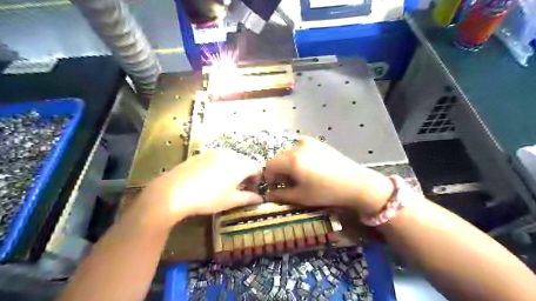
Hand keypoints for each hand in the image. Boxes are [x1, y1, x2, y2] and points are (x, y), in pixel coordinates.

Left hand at [136, 149, 263, 226]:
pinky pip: (219, 158)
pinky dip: (222, 166)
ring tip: (226, 183)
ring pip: (232, 159)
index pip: (257, 168)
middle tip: (240, 188)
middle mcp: (230, 154)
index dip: (257, 179)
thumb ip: (248, 198)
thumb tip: (260, 198)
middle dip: (246, 174)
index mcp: (240, 164)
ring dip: (234, 170)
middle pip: (245, 162)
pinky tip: (212, 178)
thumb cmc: (208, 197)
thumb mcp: (231, 201)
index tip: (251, 190)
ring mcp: (215, 151)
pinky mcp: (203, 153)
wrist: (174, 191)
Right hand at [263, 135, 391, 214]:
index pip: (270, 164)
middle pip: (278, 156)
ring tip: (298, 174)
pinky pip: (300, 146)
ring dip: (287, 161)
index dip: (268, 175)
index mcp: (292, 160)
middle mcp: (297, 147)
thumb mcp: (301, 197)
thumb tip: (268, 195)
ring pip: (289, 151)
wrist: (355, 182)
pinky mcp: (318, 142)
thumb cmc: (326, 192)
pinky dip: (298, 155)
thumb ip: (281, 195)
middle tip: (286, 182)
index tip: (274, 185)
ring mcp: (309, 142)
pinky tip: (308, 165)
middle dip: (278, 169)